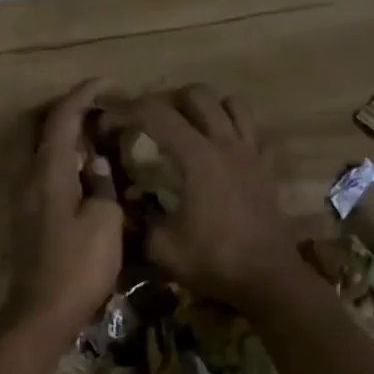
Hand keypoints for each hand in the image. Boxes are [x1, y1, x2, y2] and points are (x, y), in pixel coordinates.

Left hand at [0, 80, 124, 339]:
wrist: (42, 312)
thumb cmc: (78, 266)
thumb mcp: (105, 221)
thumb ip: (102, 184)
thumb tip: (96, 163)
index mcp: (47, 171)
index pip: (61, 118)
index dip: (82, 95)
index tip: (106, 83)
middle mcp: (28, 177)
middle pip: (43, 130)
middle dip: (70, 114)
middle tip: (102, 112)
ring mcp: (23, 199)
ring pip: (41, 153)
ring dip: (66, 140)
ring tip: (98, 139)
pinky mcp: (26, 218)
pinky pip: (43, 174)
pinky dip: (62, 163)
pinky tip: (85, 175)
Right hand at [107, 85, 304, 308]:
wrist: (268, 279)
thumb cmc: (214, 262)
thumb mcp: (162, 248)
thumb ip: (139, 219)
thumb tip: (127, 203)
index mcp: (197, 157)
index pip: (155, 114)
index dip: (125, 106)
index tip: (105, 109)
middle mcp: (226, 144)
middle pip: (196, 95)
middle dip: (166, 99)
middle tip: (147, 120)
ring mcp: (251, 154)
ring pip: (231, 104)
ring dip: (205, 107)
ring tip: (187, 127)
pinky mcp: (266, 169)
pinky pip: (252, 132)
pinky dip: (233, 130)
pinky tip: (220, 151)